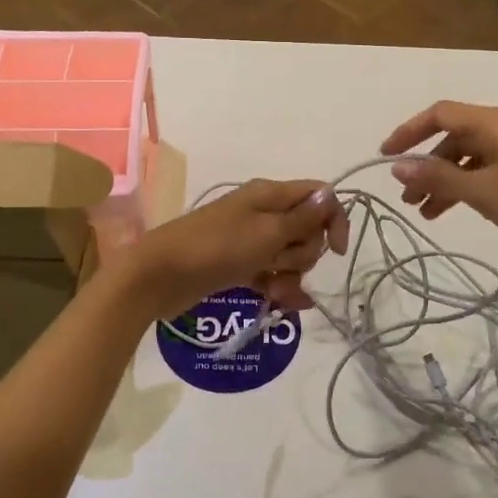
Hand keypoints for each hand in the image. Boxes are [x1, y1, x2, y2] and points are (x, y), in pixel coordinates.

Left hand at [115, 179, 348, 318]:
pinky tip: (280, 303)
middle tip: (280, 262)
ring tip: (272, 290)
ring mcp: (250, 240)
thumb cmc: (217, 248)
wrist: (161, 275)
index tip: (337, 251)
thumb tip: (330, 195)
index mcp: (270, 194)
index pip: (318, 196)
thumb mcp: (266, 233)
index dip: (333, 220)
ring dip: (290, 275)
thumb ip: (302, 218)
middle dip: (304, 252)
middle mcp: (263, 212)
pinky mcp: (240, 265)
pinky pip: (272, 273)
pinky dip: (278, 287)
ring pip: (290, 255)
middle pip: (307, 229)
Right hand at [380, 101, 497, 271]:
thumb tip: (397, 165)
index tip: (386, 156)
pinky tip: (454, 212)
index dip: (409, 131)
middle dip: (426, 166)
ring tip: (426, 213)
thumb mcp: (482, 191)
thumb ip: (437, 177)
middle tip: (407, 197)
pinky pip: (485, 174)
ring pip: (468, 160)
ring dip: (444, 182)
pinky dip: (465, 189)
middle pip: (453, 138)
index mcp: (493, 123)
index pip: (439, 113)